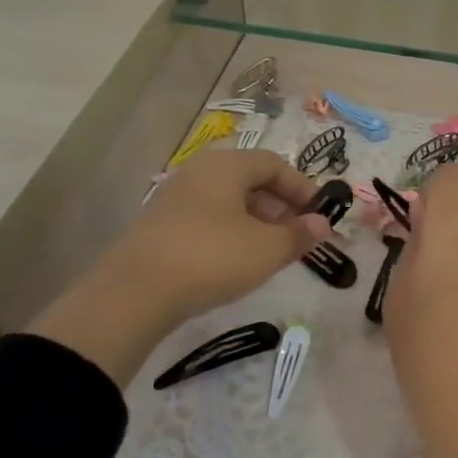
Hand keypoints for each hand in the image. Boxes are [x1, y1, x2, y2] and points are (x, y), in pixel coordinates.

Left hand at [29, 148, 332, 385]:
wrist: (135, 292)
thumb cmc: (212, 258)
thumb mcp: (267, 249)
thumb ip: (299, 234)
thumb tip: (322, 224)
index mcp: (227, 166)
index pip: (274, 164)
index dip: (302, 188)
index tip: (320, 214)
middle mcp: (199, 172)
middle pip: (250, 179)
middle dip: (280, 206)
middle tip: (297, 235)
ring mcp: (175, 197)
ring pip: (227, 200)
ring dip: (256, 220)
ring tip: (271, 251)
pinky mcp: (160, 224)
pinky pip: (207, 217)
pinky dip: (230, 231)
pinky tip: (236, 260)